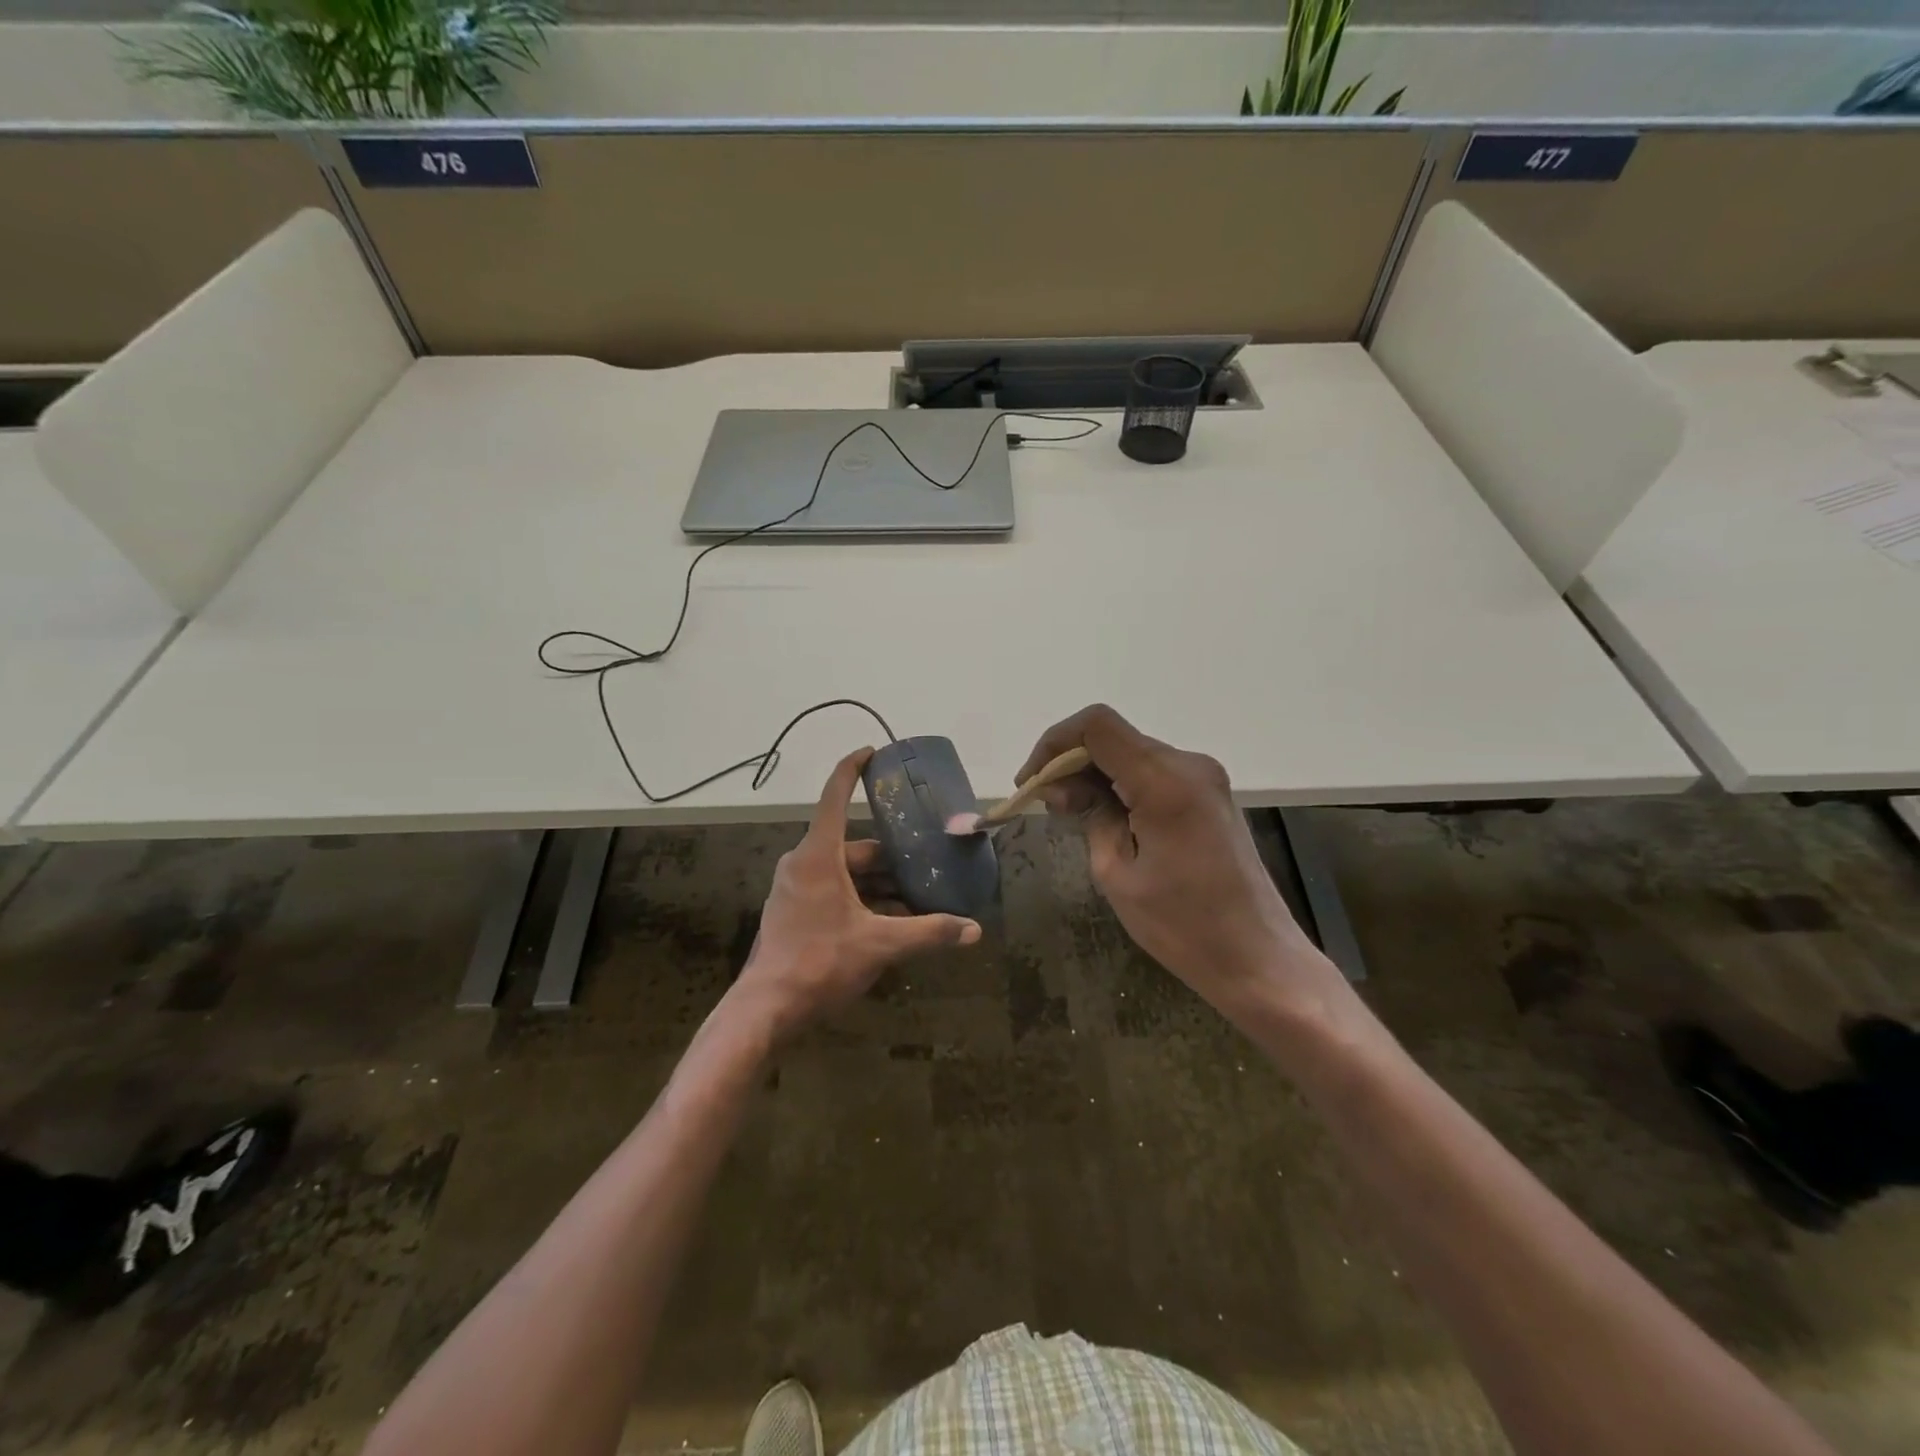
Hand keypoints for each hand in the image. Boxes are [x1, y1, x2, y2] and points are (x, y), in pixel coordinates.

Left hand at [733, 748, 981, 1040]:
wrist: (766, 1008)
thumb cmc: (820, 962)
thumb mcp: (880, 944)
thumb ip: (928, 933)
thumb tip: (973, 930)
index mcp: (818, 855)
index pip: (834, 796)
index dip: (852, 769)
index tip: (871, 752)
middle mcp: (803, 864)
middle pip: (853, 846)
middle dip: (891, 856)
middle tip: (927, 860)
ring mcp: (795, 889)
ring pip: (845, 873)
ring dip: (880, 883)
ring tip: (918, 896)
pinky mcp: (794, 911)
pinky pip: (834, 891)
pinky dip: (862, 899)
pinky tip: (892, 921)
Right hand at [1018, 705, 1328, 1015]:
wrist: (1257, 958)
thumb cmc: (1182, 925)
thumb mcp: (1116, 873)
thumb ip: (1090, 815)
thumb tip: (1065, 787)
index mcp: (1165, 781)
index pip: (1096, 726)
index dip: (1054, 743)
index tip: (1031, 783)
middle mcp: (1189, 765)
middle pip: (1113, 738)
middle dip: (1070, 763)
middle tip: (1047, 806)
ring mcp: (1204, 777)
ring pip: (1131, 754)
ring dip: (1094, 774)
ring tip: (1071, 814)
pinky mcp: (1209, 794)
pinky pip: (1152, 773)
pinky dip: (1120, 784)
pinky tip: (1106, 816)